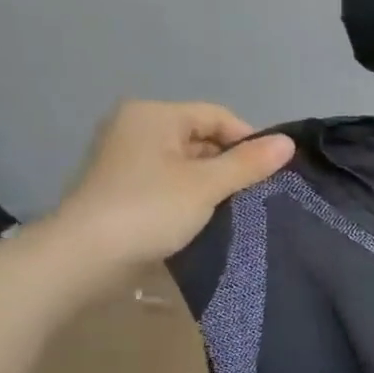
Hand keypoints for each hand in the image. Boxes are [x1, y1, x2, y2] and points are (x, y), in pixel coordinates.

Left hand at [47, 101, 293, 279]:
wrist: (85, 257)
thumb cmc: (150, 209)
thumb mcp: (207, 185)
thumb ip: (248, 163)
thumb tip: (289, 142)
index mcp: (154, 115)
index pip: (218, 116)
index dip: (249, 141)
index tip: (270, 174)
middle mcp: (136, 127)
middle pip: (201, 137)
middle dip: (230, 164)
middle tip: (254, 195)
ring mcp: (126, 158)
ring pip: (186, 162)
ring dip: (212, 183)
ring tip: (234, 208)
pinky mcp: (123, 187)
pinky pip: (169, 181)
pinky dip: (190, 195)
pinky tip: (204, 217)